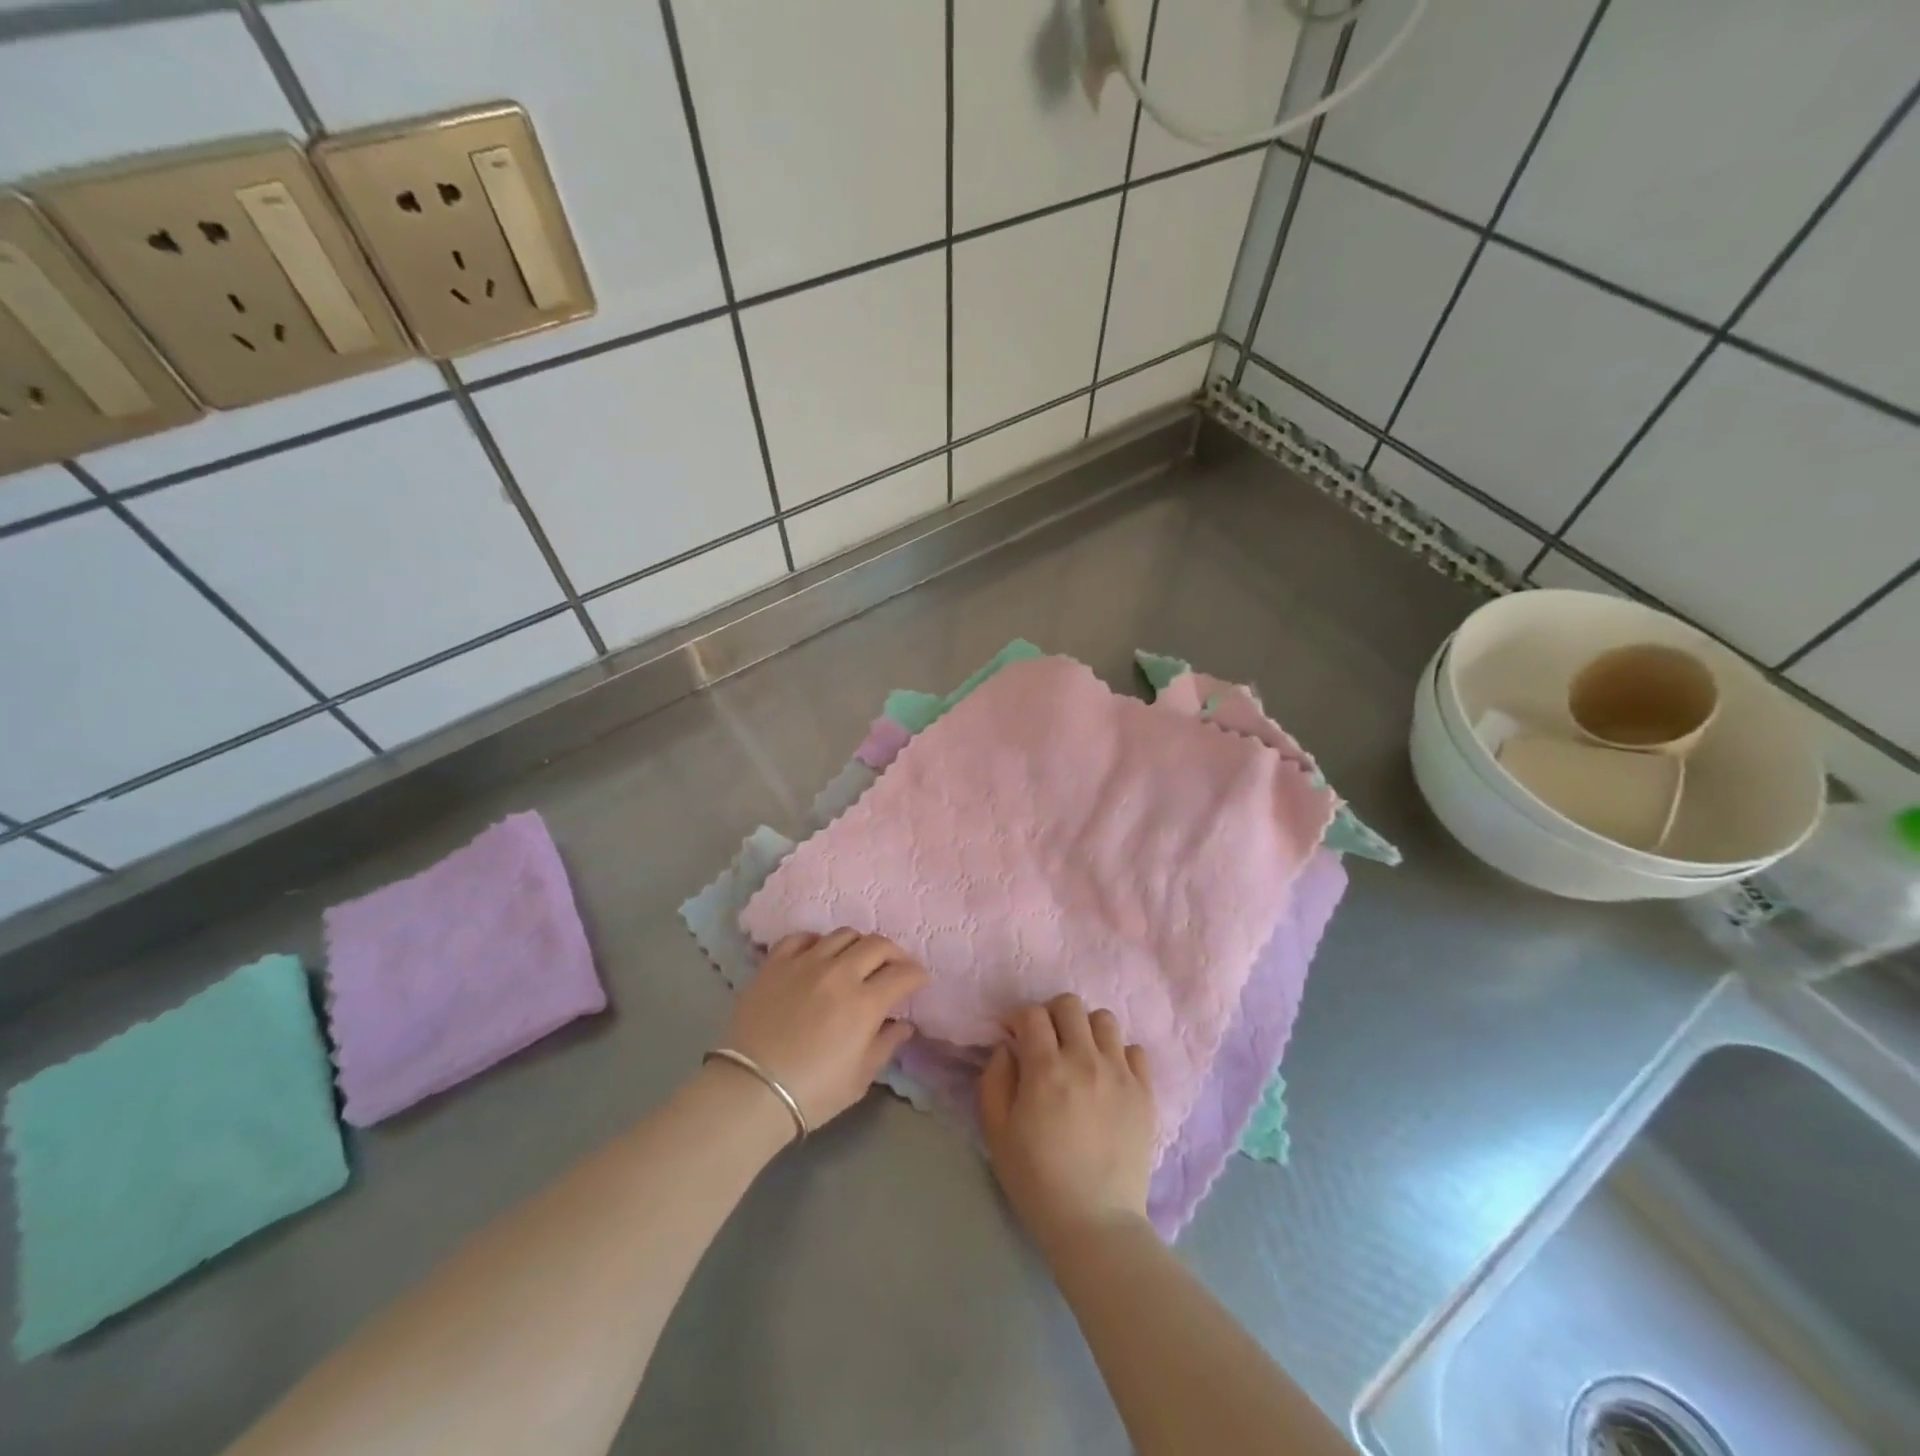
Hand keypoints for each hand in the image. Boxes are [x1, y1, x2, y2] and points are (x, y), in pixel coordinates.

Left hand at [721, 929, 926, 1132]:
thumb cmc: (812, 1092)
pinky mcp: (775, 963)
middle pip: (877, 944)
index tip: (919, 980)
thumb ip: (886, 1044)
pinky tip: (819, 954)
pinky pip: (802, 937)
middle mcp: (839, 973)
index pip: (902, 974)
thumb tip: (903, 1024)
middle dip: (894, 953)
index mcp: (865, 1002)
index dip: (916, 975)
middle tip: (894, 966)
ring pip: (842, 934)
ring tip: (857, 959)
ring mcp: (805, 963)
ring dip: (859, 944)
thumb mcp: (860, 1077)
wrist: (750, 1091)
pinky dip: (817, 941)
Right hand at [978, 993, 1156, 1251]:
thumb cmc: (1036, 1180)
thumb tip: (1007, 1047)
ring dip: (1086, 1029)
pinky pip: (1134, 1050)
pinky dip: (1118, 1054)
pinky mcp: (1144, 1092)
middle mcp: (1085, 1060)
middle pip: (1070, 1005)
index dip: (1019, 1019)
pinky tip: (1107, 1076)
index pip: (1032, 1014)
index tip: (1014, 1036)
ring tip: (1079, 1054)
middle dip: (1051, 1015)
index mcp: (1045, 1069)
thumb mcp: (997, 1132)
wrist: (1095, 1222)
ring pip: (1104, 1020)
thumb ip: (995, 1079)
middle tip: (1046, 1041)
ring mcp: (1119, 1074)